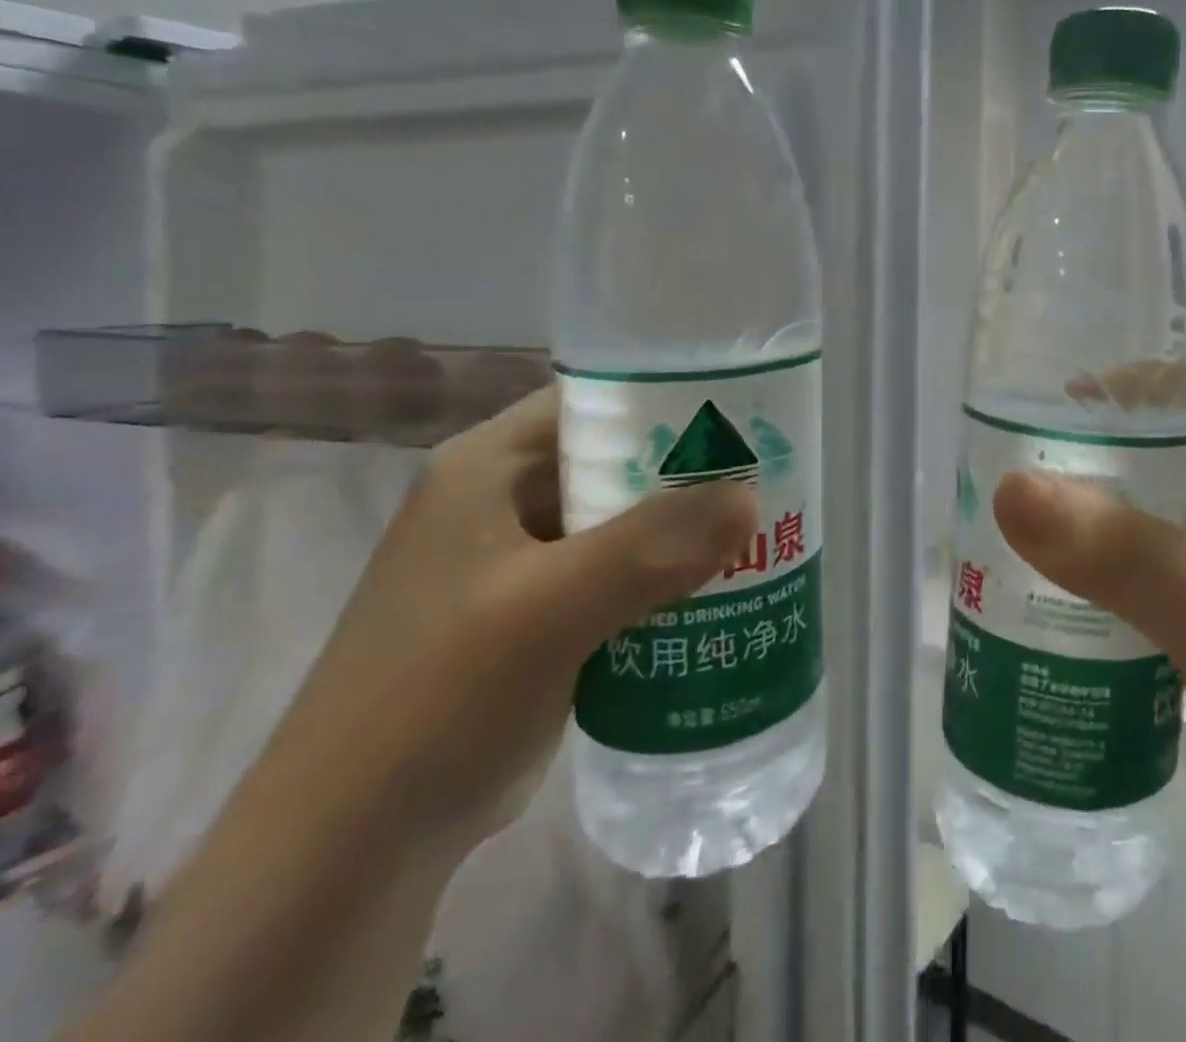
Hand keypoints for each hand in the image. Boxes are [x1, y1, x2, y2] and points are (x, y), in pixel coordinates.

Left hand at [255, 384, 756, 856]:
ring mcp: (523, 560)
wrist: (353, 849)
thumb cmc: (435, 699)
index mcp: (490, 466)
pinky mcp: (543, 613)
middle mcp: (506, 499)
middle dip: (694, 468)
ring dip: (687, 525)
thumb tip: (751, 499)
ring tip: (763, 525)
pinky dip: (668, 572)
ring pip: (626, 517)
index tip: (747, 414)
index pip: (597, 398)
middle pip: (619, 457)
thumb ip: (650, 547)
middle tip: (772, 473)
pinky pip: (622, 571)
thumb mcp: (546, 609)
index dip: (672, 396)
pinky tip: (722, 585)